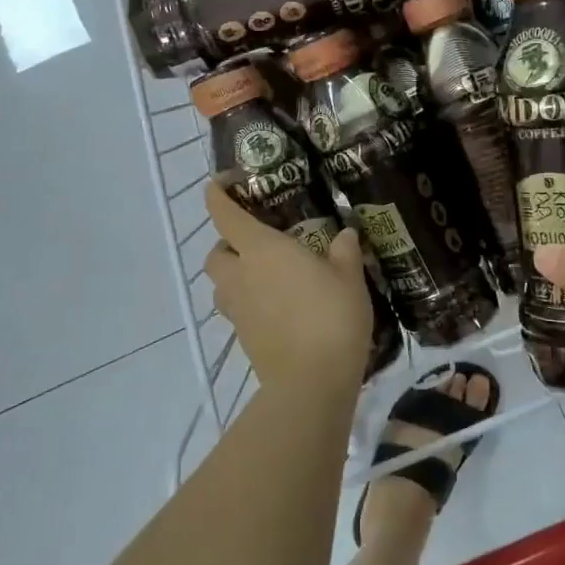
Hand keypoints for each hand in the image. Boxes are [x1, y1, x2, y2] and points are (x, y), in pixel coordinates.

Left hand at [203, 181, 373, 398]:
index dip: (217, 195)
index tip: (221, 183)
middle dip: (227, 244)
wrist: (312, 382)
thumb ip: (344, 251)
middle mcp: (241, 276)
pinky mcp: (244, 339)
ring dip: (236, 275)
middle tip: (258, 242)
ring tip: (268, 276)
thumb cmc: (331, 316)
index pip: (225, 214)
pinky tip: (280, 306)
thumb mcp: (349, 276)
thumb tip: (345, 234)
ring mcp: (238, 311)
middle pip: (215, 253)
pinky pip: (238, 310)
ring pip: (222, 285)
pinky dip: (250, 302)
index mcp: (261, 249)